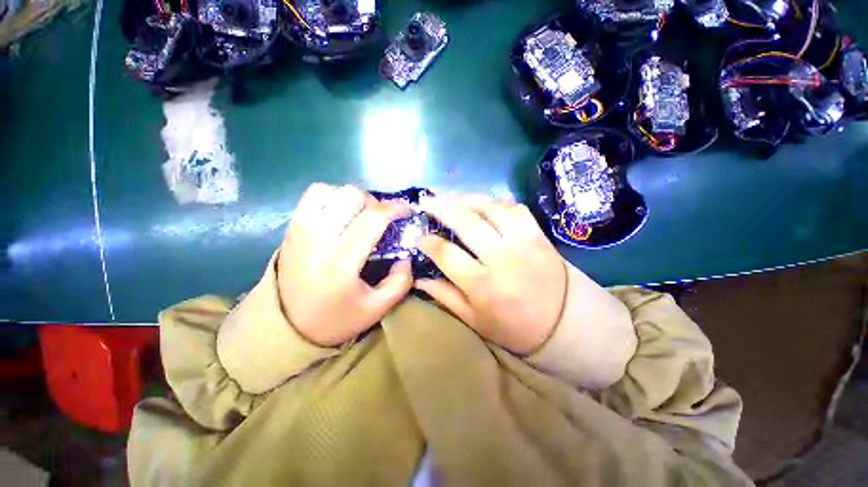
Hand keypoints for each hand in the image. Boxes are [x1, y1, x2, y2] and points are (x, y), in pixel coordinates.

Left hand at [278, 183, 412, 346]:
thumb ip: (400, 281)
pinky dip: (332, 196)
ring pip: (332, 189)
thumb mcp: (377, 308)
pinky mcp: (291, 226)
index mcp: (341, 262)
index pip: (373, 218)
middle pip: (352, 195)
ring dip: (353, 199)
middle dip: (375, 204)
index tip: (407, 211)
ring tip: (359, 217)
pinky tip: (339, 214)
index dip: (395, 208)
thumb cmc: (336, 318)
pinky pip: (313, 194)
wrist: (288, 325)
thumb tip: (406, 255)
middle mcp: (318, 239)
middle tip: (380, 221)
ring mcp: (301, 229)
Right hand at [415, 195, 567, 353]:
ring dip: (465, 197)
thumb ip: (445, 296)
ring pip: (489, 207)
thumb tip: (418, 279)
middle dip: (440, 206)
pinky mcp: (537, 233)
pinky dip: (493, 201)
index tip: (418, 237)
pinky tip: (480, 202)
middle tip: (424, 200)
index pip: (446, 254)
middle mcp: (501, 257)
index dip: (428, 242)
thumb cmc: (514, 326)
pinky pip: (513, 207)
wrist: (565, 322)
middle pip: (465, 222)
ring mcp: (522, 241)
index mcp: (482, 284)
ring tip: (448, 195)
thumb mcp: (474, 320)